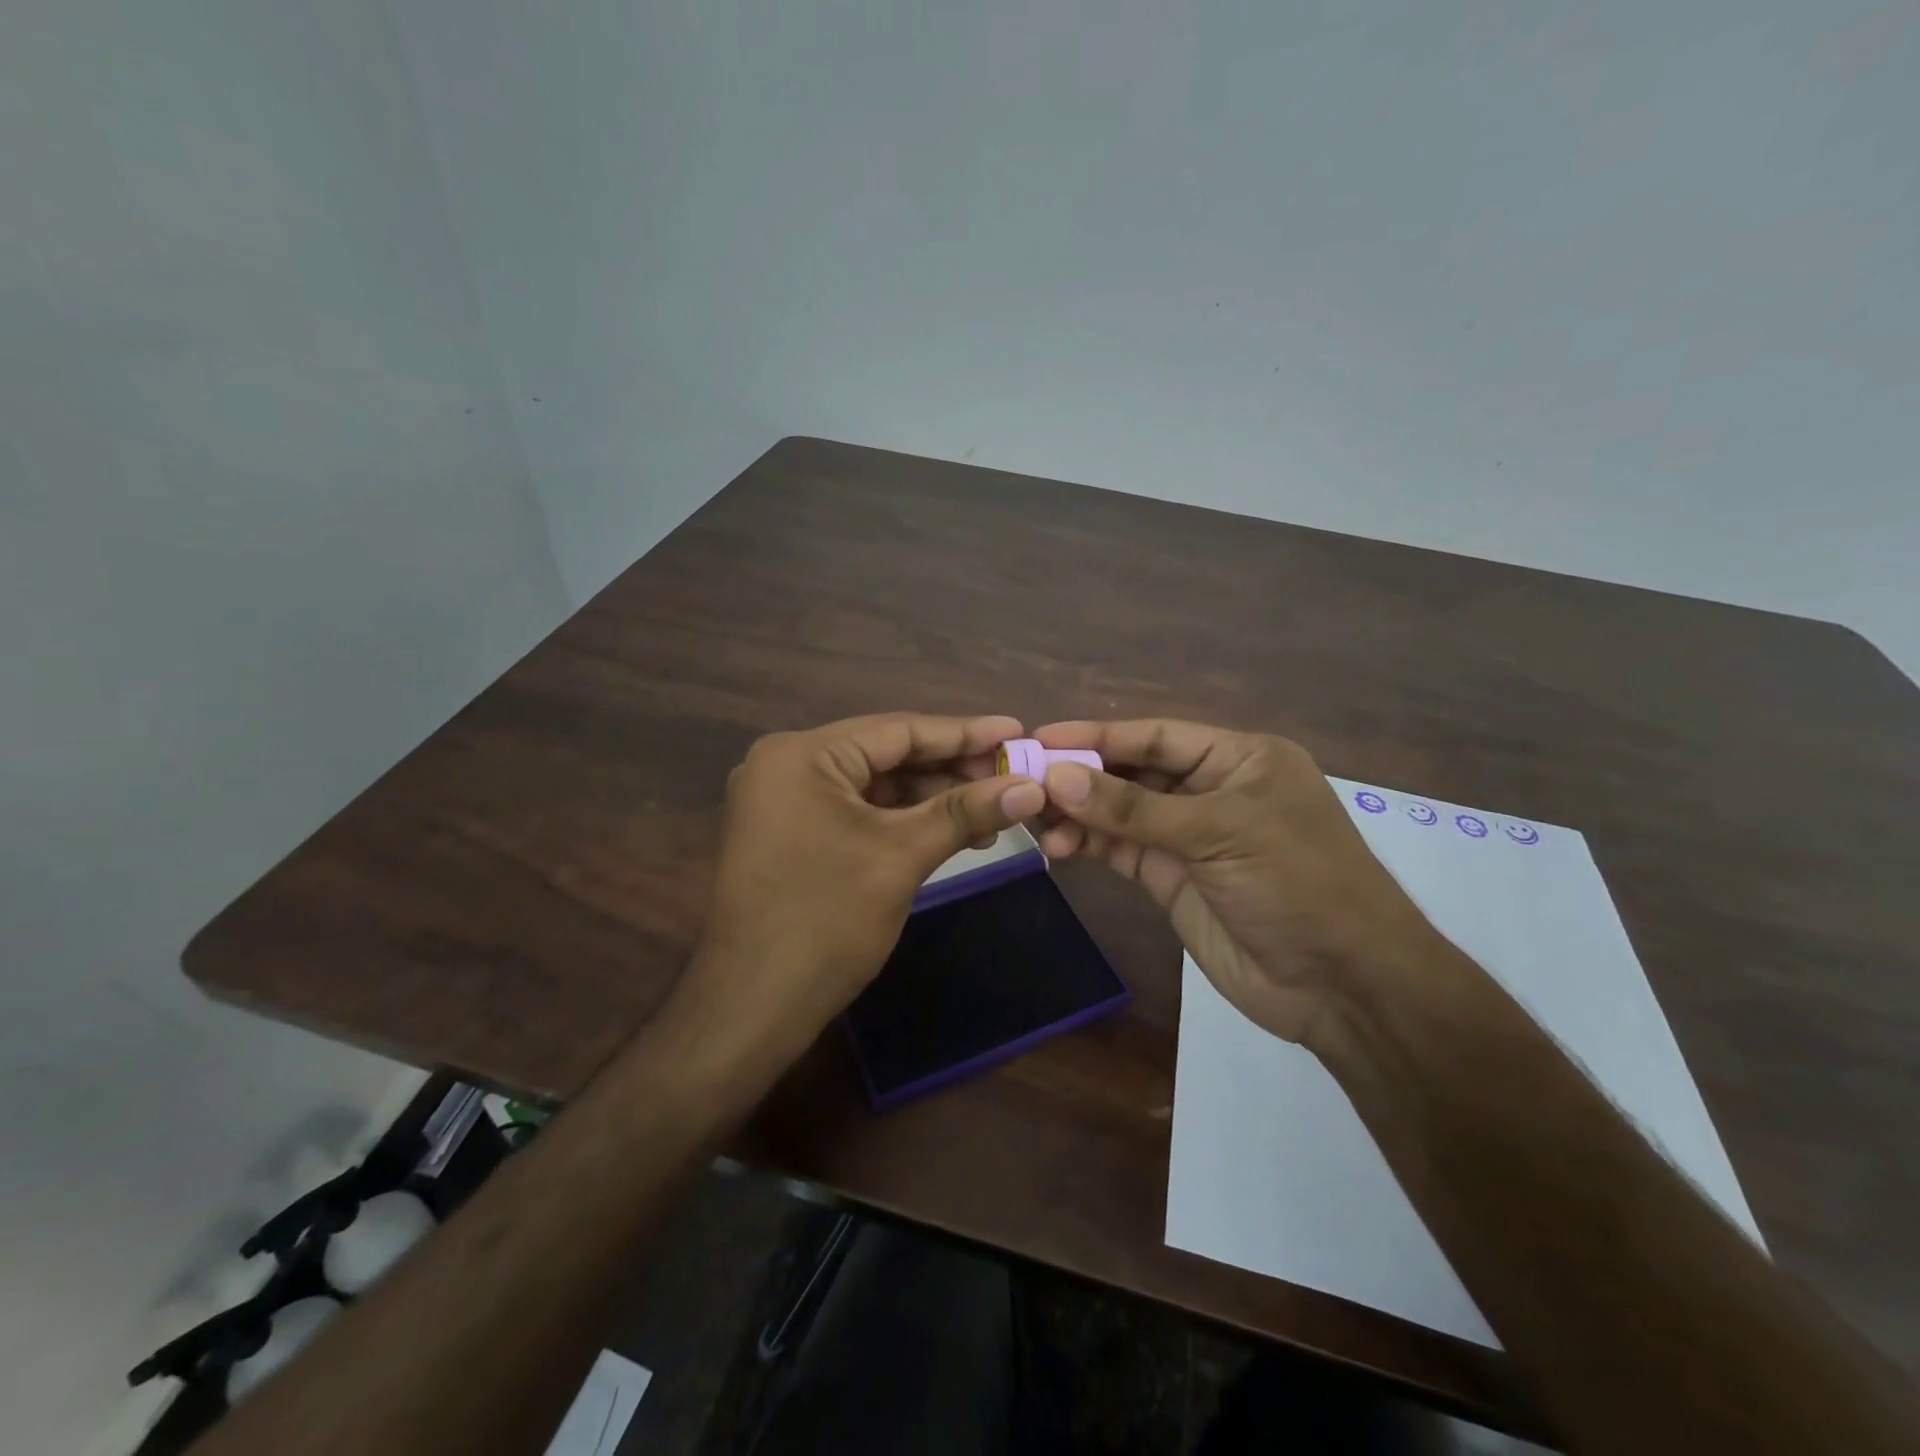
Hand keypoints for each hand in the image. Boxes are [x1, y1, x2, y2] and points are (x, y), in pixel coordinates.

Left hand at [682, 713, 1046, 1055]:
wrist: (753, 1007)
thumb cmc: (826, 922)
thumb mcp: (902, 857)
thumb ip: (966, 812)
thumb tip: (1032, 787)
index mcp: (802, 754)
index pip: (898, 730)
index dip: (964, 733)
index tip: (1016, 732)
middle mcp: (787, 764)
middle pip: (886, 754)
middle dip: (950, 769)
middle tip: (1011, 776)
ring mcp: (784, 800)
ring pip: (874, 785)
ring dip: (931, 797)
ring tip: (992, 809)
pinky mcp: (791, 832)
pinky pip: (856, 811)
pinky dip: (901, 819)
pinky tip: (948, 830)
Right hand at [1032, 720, 1445, 1047]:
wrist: (1343, 986)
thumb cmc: (1296, 883)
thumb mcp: (1218, 833)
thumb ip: (1133, 808)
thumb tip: (1056, 777)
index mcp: (1239, 759)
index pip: (1157, 736)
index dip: (1099, 735)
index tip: (1042, 737)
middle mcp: (1212, 790)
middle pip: (1134, 772)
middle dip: (1081, 775)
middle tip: (1023, 778)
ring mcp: (1190, 838)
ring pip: (1121, 813)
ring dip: (1079, 813)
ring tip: (1033, 817)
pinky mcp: (1172, 879)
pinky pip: (1122, 851)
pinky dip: (1089, 844)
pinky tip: (1057, 844)